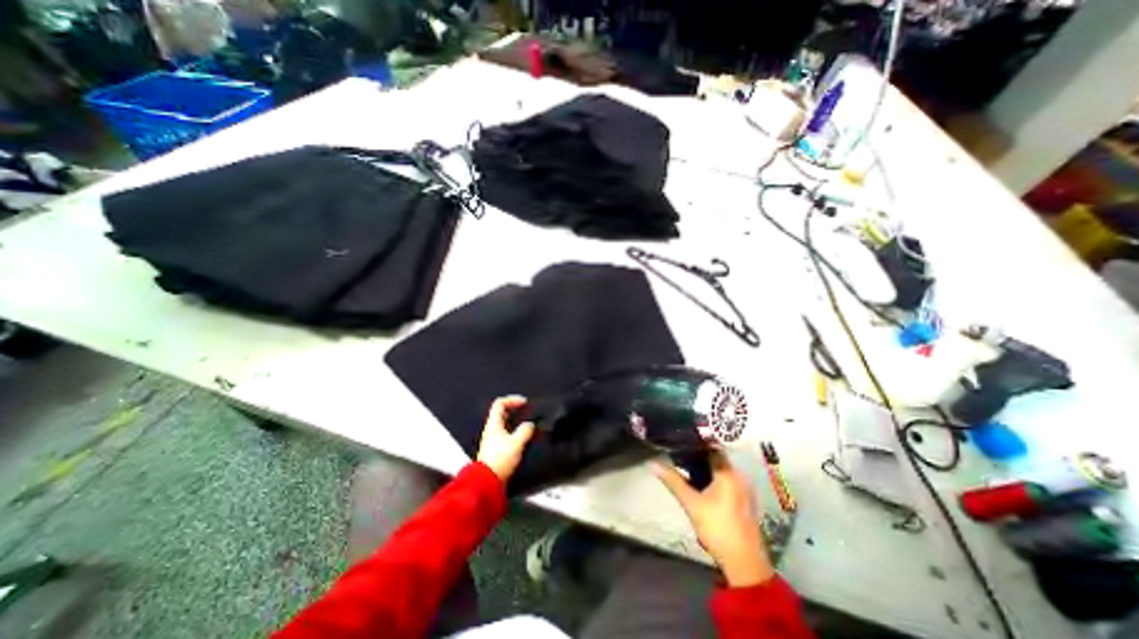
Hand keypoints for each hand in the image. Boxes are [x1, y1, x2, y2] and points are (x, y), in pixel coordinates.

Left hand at [478, 396, 538, 482]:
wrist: (487, 482)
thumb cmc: (500, 459)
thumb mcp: (516, 442)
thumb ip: (525, 430)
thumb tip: (530, 425)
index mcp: (494, 424)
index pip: (500, 403)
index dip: (512, 399)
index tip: (524, 403)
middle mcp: (491, 429)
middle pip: (501, 412)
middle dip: (514, 409)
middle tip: (526, 410)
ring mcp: (492, 439)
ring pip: (503, 423)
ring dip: (515, 420)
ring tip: (526, 423)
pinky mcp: (495, 449)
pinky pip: (505, 433)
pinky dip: (514, 431)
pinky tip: (522, 437)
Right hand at [655, 451, 779, 585]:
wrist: (744, 564)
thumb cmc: (717, 528)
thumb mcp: (691, 503)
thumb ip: (673, 481)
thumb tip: (653, 463)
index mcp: (729, 472)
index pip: (711, 447)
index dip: (695, 442)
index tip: (679, 439)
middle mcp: (739, 476)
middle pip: (716, 458)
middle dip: (697, 456)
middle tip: (677, 453)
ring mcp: (744, 489)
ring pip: (721, 470)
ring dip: (705, 468)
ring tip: (684, 466)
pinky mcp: (744, 500)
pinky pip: (726, 480)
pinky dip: (713, 478)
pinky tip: (699, 484)